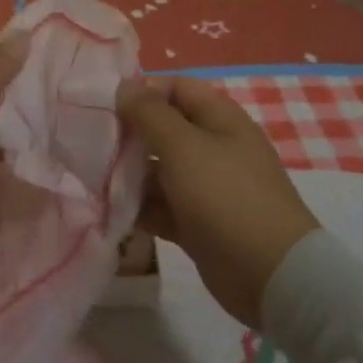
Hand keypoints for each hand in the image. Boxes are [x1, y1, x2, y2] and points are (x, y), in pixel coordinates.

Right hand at [114, 75, 320, 328]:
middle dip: (129, 135)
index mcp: (219, 118)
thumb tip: (123, 86)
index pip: (175, 88)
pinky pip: (162, 206)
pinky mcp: (198, 223)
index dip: (142, 91)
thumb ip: (149, 113)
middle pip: (164, 129)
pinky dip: (140, 207)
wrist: (271, 276)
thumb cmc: (225, 196)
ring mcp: (207, 187)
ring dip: (129, 174)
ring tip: (93, 179)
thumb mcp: (183, 146)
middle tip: (91, 143)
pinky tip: (111, 211)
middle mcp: (213, 146)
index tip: (105, 105)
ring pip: (159, 170)